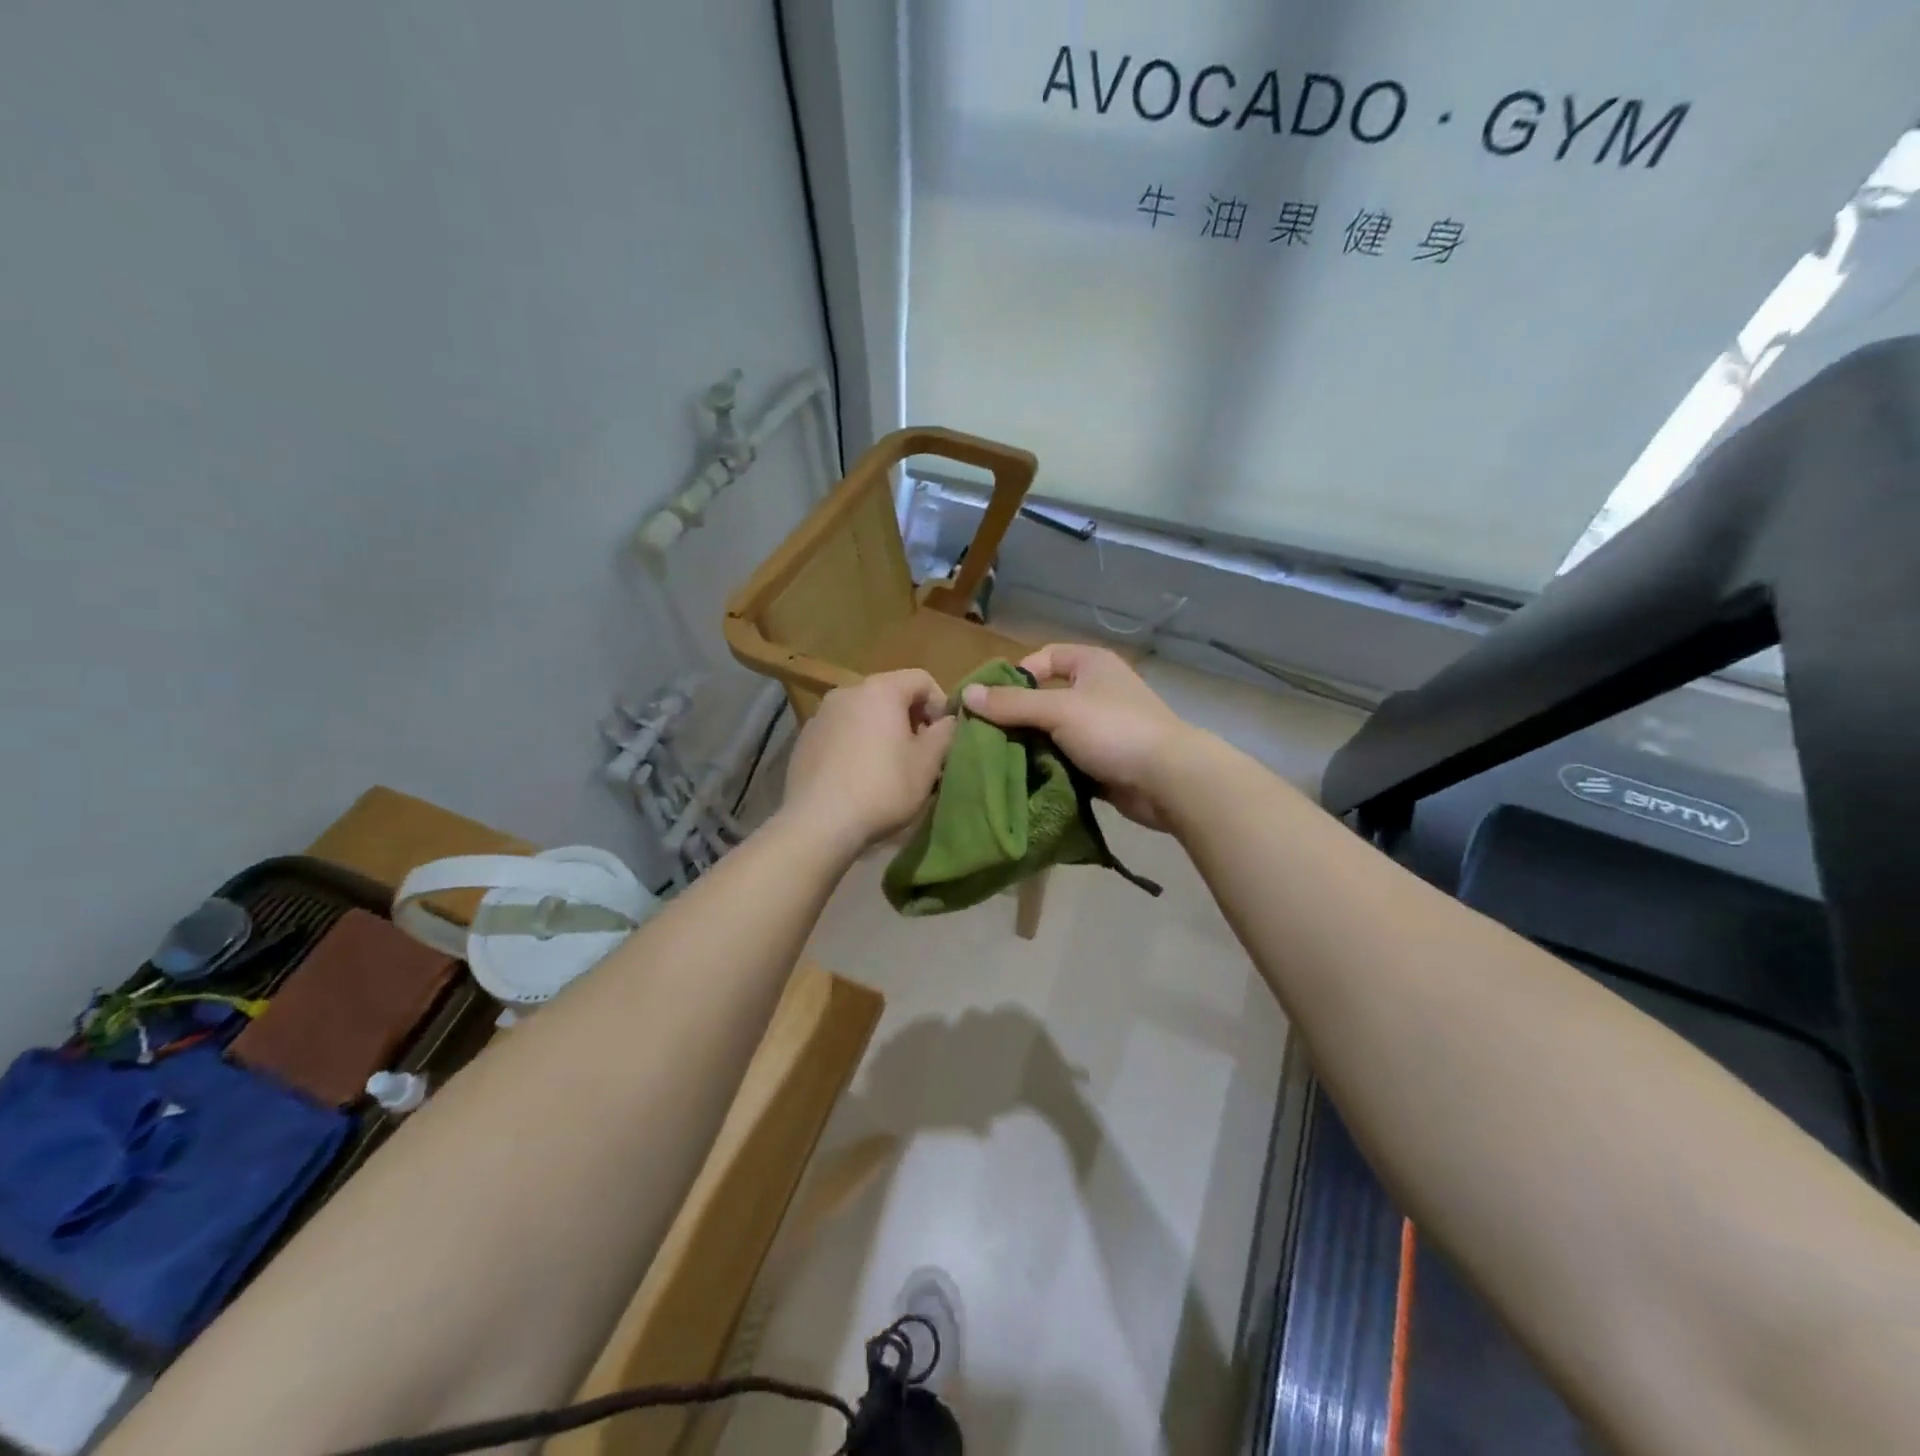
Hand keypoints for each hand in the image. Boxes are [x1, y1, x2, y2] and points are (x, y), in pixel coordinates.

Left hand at [780, 669, 957, 851]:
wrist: (818, 822)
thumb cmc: (882, 788)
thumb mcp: (928, 763)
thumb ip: (946, 733)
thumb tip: (949, 720)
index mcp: (881, 690)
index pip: (922, 679)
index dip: (940, 705)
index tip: (942, 738)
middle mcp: (847, 691)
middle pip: (890, 694)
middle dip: (910, 719)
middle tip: (919, 755)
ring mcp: (821, 714)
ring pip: (864, 714)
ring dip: (882, 732)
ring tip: (889, 768)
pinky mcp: (804, 738)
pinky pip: (841, 732)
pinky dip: (856, 744)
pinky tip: (858, 776)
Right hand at [961, 644, 1197, 828]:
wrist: (1169, 780)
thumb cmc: (1113, 730)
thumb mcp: (1057, 710)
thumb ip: (1011, 705)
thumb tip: (965, 696)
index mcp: (1091, 664)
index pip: (1042, 658)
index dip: (1014, 676)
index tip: (989, 702)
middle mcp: (1097, 691)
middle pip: (1044, 698)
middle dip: (1016, 718)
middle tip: (985, 738)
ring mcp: (1102, 728)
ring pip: (1053, 733)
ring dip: (1030, 747)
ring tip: (998, 762)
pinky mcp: (1104, 761)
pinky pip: (1066, 759)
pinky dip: (1048, 768)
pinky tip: (1024, 780)